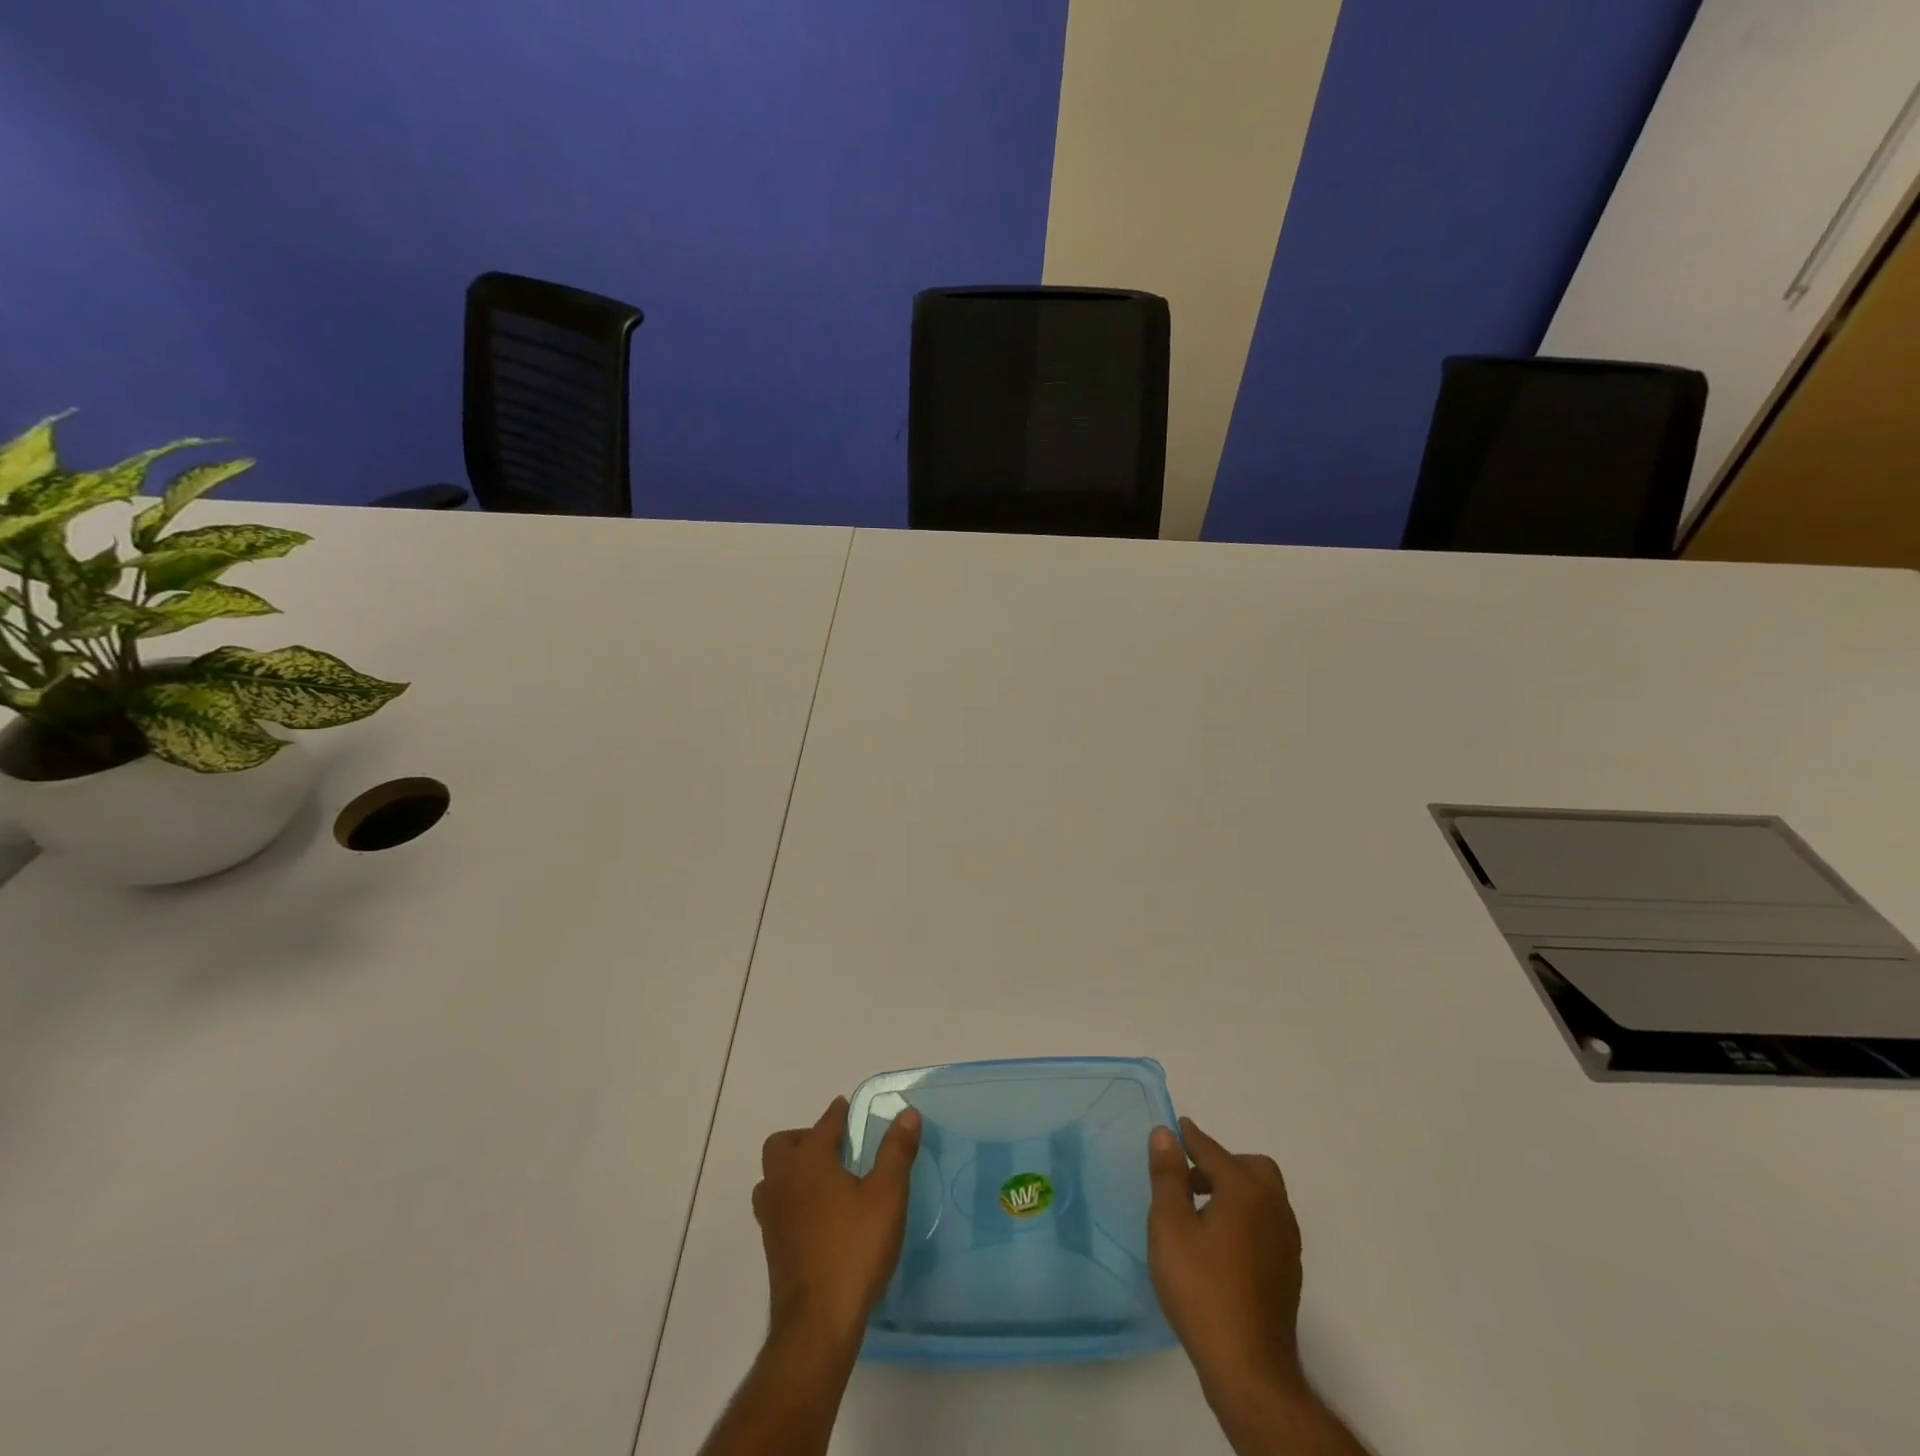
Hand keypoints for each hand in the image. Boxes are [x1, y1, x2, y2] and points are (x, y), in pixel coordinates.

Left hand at [752, 1097, 922, 1347]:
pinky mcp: (772, 1246)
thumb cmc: (854, 1249)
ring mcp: (773, 1216)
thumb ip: (896, 1151)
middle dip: (805, 1138)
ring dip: (792, 1169)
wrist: (817, 1323)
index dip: (837, 1114)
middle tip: (833, 1147)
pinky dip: (790, 1198)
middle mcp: (784, 1181)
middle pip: (782, 1145)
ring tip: (822, 1179)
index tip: (846, 1109)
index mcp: (810, 1161)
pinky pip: (775, 1206)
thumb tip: (907, 1113)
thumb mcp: (887, 1195)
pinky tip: (814, 1215)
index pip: (823, 1124)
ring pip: (772, 1177)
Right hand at [1147, 1118, 1306, 1405]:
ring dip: (1234, 1190)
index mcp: (1245, 1189)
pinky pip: (1267, 1222)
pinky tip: (1221, 1243)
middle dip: (1220, 1164)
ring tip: (1200, 1212)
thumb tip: (1165, 1134)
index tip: (1176, 1127)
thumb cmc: (1202, 1288)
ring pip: (1263, 1195)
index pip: (1213, 1150)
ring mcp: (1287, 1240)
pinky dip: (1246, 1216)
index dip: (1191, 1138)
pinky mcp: (1288, 1269)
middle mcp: (1273, 1206)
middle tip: (1189, 1179)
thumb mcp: (1170, 1226)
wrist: (1249, 1367)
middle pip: (1250, 1167)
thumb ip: (1167, 1176)